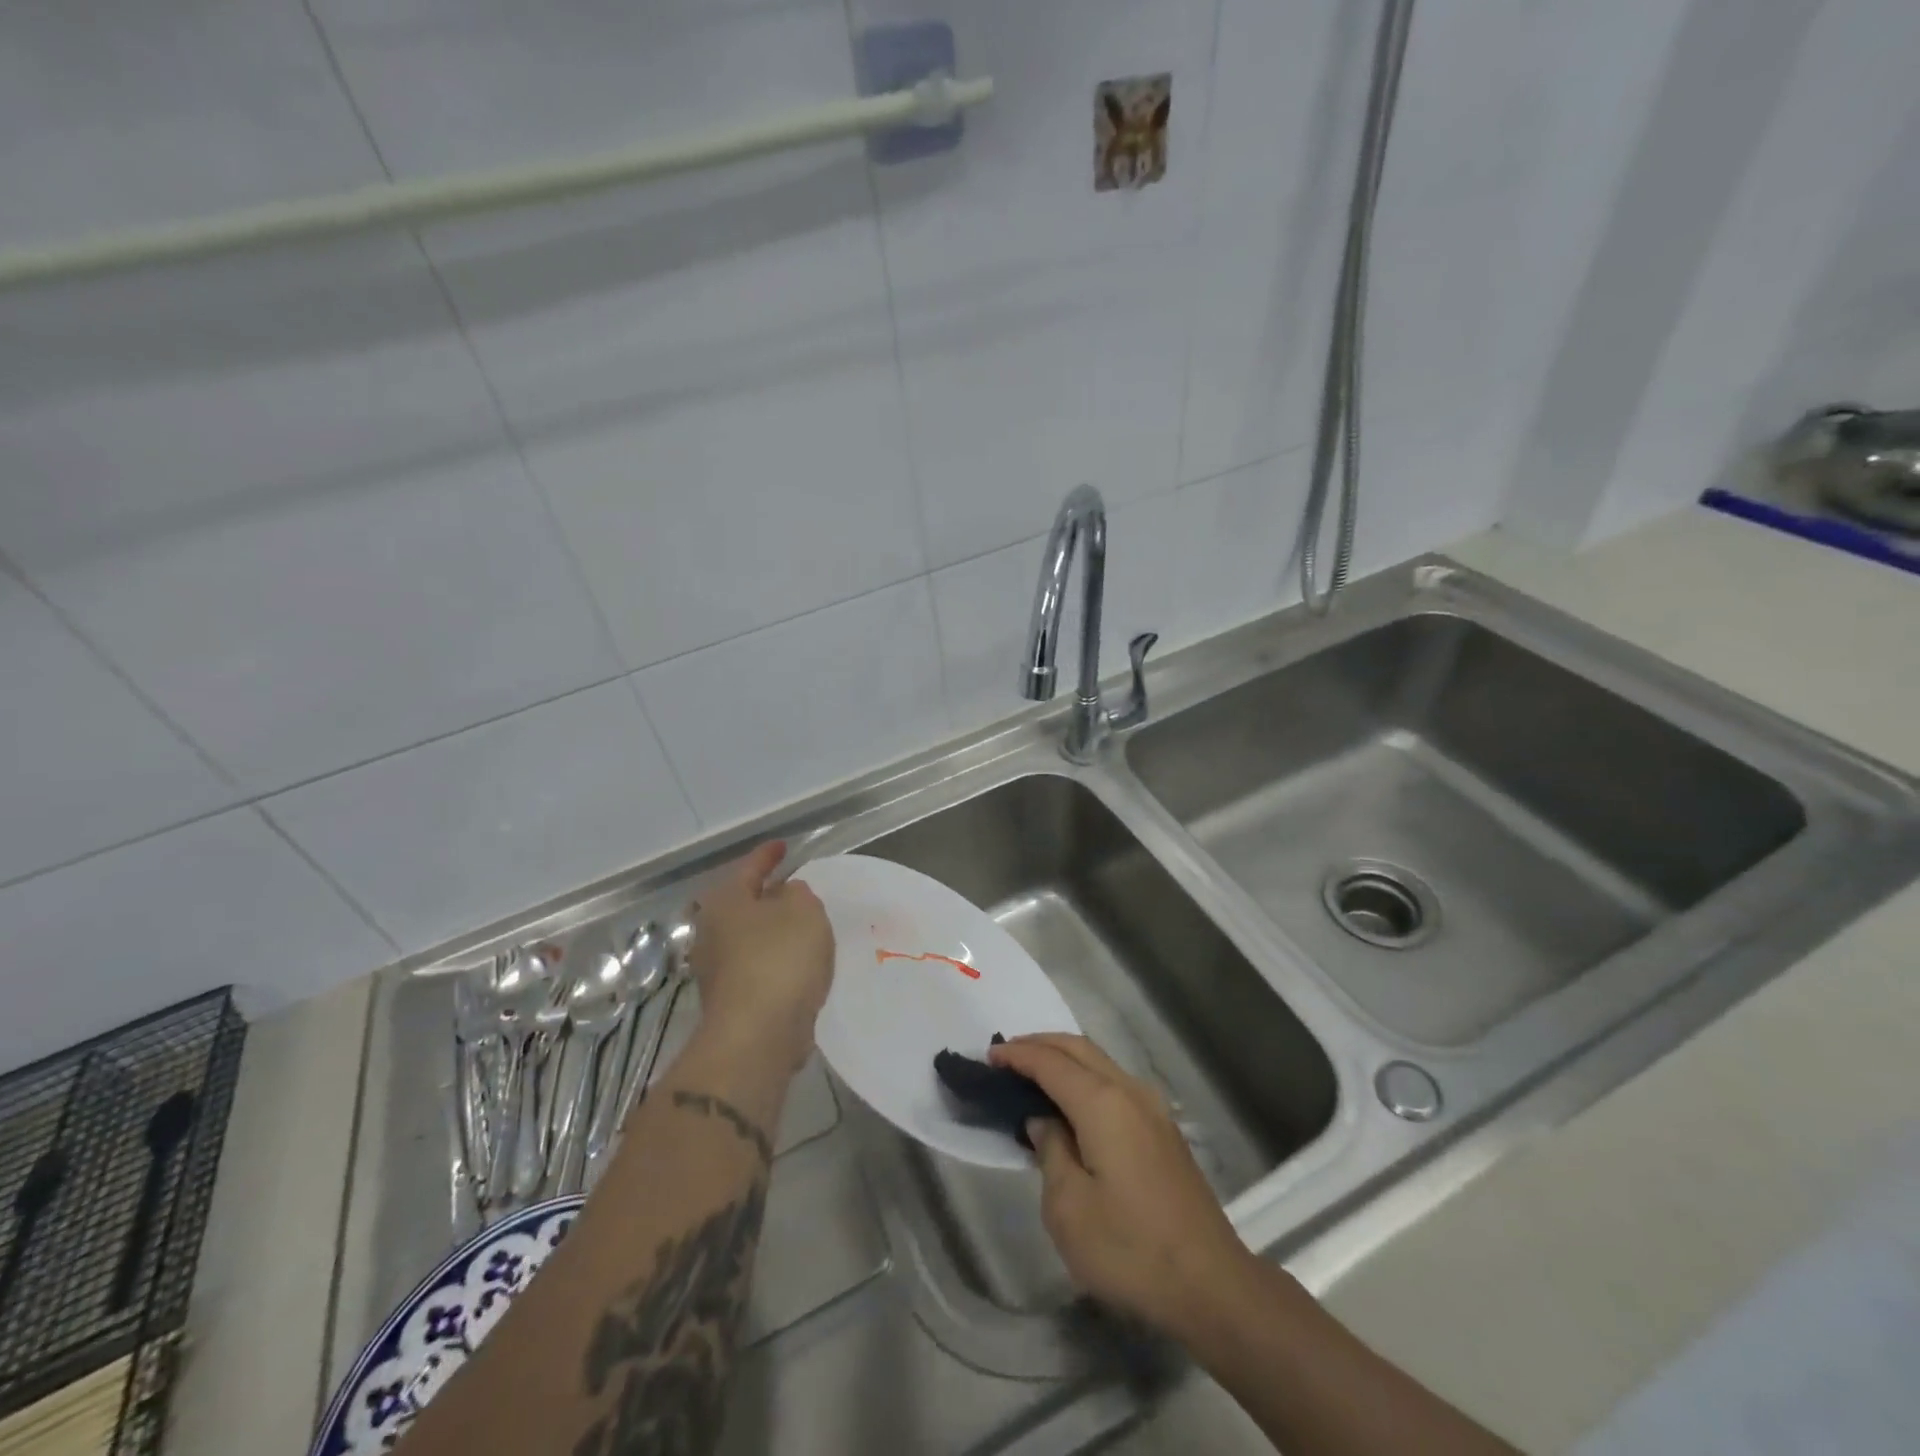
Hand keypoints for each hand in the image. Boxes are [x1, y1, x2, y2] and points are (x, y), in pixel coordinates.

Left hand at [687, 843, 834, 1073]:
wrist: (757, 1036)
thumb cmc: (779, 959)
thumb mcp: (803, 910)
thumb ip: (798, 893)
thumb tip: (786, 894)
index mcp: (725, 901)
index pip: (749, 867)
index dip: (768, 854)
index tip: (783, 846)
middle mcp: (712, 932)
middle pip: (744, 904)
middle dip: (768, 896)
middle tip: (795, 887)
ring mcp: (717, 969)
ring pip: (750, 938)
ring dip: (773, 931)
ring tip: (803, 927)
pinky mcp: (731, 1001)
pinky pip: (758, 967)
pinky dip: (776, 960)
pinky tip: (798, 964)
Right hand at [990, 1033, 1252, 1338]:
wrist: (1211, 1286)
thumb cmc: (1130, 1249)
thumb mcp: (1068, 1209)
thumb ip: (1050, 1152)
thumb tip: (1044, 1122)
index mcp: (1102, 1103)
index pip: (1050, 1063)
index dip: (1017, 1055)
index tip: (988, 1056)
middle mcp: (1129, 1092)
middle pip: (1078, 1048)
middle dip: (1040, 1044)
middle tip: (1006, 1056)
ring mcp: (1152, 1109)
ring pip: (1100, 1063)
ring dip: (1064, 1059)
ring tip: (1032, 1075)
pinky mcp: (1163, 1130)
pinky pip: (1114, 1084)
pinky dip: (1085, 1078)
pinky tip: (1071, 1104)